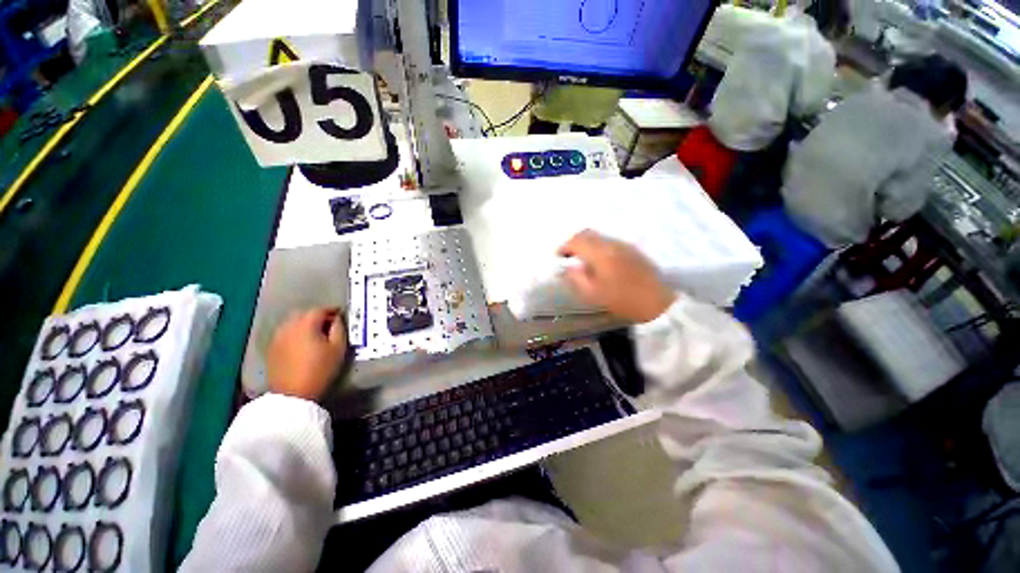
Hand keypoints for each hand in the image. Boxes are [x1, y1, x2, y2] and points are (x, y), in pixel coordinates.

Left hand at [267, 308, 347, 400]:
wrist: (293, 394)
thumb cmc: (320, 369)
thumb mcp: (338, 348)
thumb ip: (339, 329)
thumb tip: (336, 319)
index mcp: (306, 325)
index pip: (320, 310)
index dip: (332, 310)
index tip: (340, 314)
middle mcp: (288, 327)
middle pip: (303, 314)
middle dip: (317, 315)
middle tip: (329, 324)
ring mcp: (277, 337)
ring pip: (292, 323)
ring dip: (304, 324)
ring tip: (315, 333)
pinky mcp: (272, 348)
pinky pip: (285, 333)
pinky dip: (295, 333)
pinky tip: (302, 343)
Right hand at [558, 230, 676, 322]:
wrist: (657, 302)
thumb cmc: (622, 299)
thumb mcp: (593, 293)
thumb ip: (576, 278)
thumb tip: (566, 268)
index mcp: (600, 253)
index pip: (577, 241)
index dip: (564, 247)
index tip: (557, 257)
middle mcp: (611, 243)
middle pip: (587, 233)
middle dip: (574, 242)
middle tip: (568, 256)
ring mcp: (624, 245)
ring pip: (599, 237)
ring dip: (587, 244)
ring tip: (581, 259)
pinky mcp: (632, 250)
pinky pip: (609, 242)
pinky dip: (598, 247)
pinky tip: (599, 261)